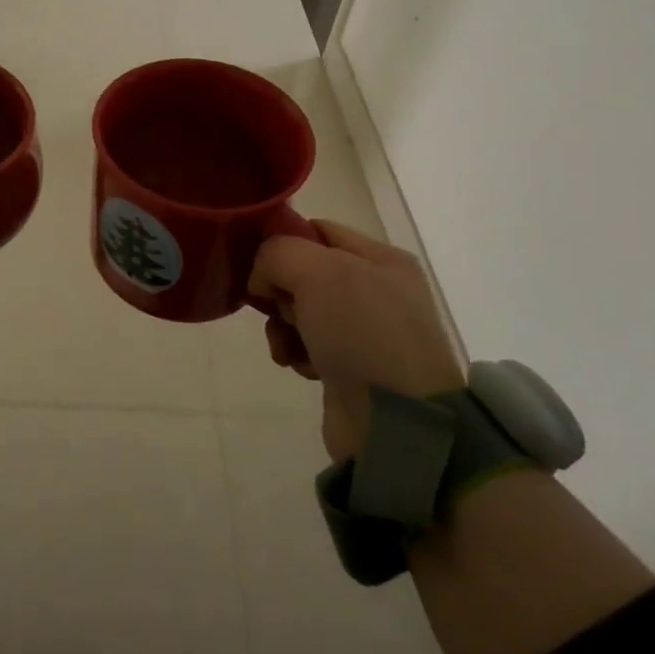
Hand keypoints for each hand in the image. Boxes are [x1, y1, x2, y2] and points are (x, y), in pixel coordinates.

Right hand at [248, 219, 464, 461]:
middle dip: (280, 288)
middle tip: (278, 308)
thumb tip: (262, 280)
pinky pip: (307, 345)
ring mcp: (366, 332)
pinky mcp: (351, 368)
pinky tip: (298, 366)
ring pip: (300, 310)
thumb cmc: (364, 334)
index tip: (256, 262)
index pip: (317, 229)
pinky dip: (295, 352)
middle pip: (304, 271)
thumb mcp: (319, 273)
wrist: (397, 424)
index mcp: (381, 259)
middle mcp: (377, 290)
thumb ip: (278, 254)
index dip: (283, 240)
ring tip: (287, 344)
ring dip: (282, 325)